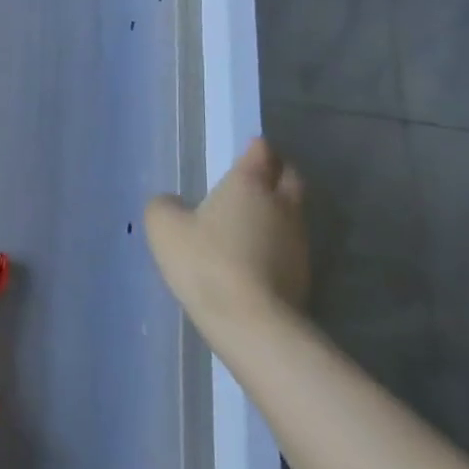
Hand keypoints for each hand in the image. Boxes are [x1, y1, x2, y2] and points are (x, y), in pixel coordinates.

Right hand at [144, 137, 309, 333]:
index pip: (260, 153)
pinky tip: (257, 252)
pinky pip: (290, 243)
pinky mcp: (303, 273)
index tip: (250, 147)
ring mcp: (297, 240)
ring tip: (255, 216)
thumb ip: (165, 206)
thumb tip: (173, 203)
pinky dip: (277, 240)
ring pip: (293, 211)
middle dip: (278, 171)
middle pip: (290, 177)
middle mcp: (280, 205)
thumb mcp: (164, 227)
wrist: (251, 321)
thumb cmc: (205, 261)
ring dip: (279, 208)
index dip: (256, 148)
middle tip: (261, 174)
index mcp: (248, 185)